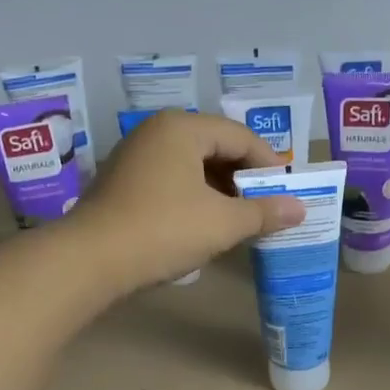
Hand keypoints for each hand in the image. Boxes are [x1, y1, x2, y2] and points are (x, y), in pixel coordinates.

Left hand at [73, 110, 306, 291]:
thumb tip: (300, 209)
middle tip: (265, 205)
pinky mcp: (122, 181)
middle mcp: (156, 132)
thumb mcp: (222, 223)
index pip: (240, 136)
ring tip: (240, 218)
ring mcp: (134, 156)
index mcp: (182, 128)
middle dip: (244, 177)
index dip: (270, 164)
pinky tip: (204, 223)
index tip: (287, 193)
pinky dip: (194, 196)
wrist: (89, 261)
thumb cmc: (163, 231)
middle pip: (215, 146)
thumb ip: (264, 212)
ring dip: (220, 189)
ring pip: (191, 164)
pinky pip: (170, 179)